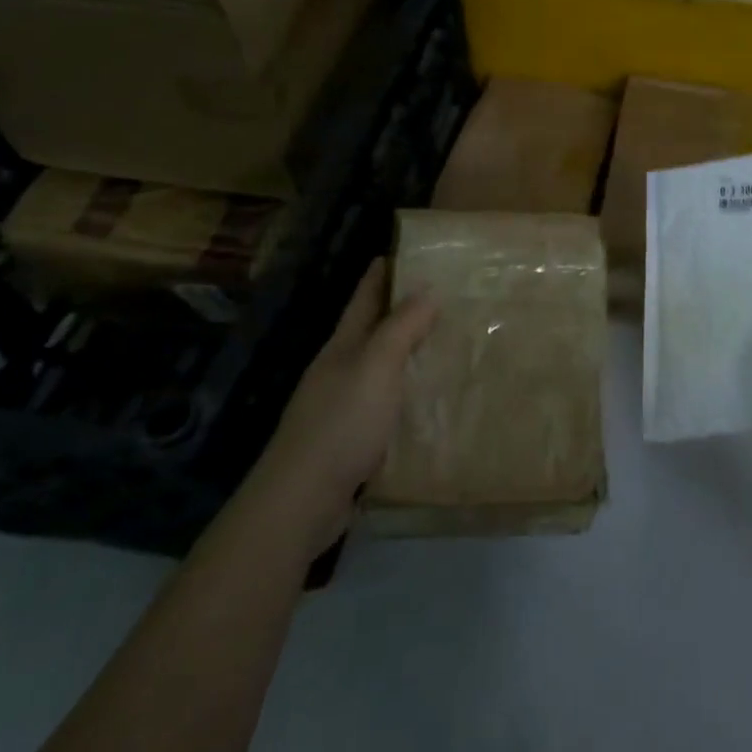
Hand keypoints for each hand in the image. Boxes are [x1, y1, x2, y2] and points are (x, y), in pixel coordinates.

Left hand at [260, 259, 436, 521]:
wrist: (303, 501)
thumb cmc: (342, 422)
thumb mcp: (376, 365)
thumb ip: (402, 327)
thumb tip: (427, 288)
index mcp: (343, 346)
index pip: (364, 298)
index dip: (382, 272)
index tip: (406, 250)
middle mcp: (340, 370)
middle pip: (373, 330)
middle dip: (402, 310)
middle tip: (445, 295)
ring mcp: (343, 407)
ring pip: (382, 368)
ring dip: (409, 353)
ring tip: (448, 343)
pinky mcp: (353, 441)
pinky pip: (388, 404)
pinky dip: (409, 394)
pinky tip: (431, 401)